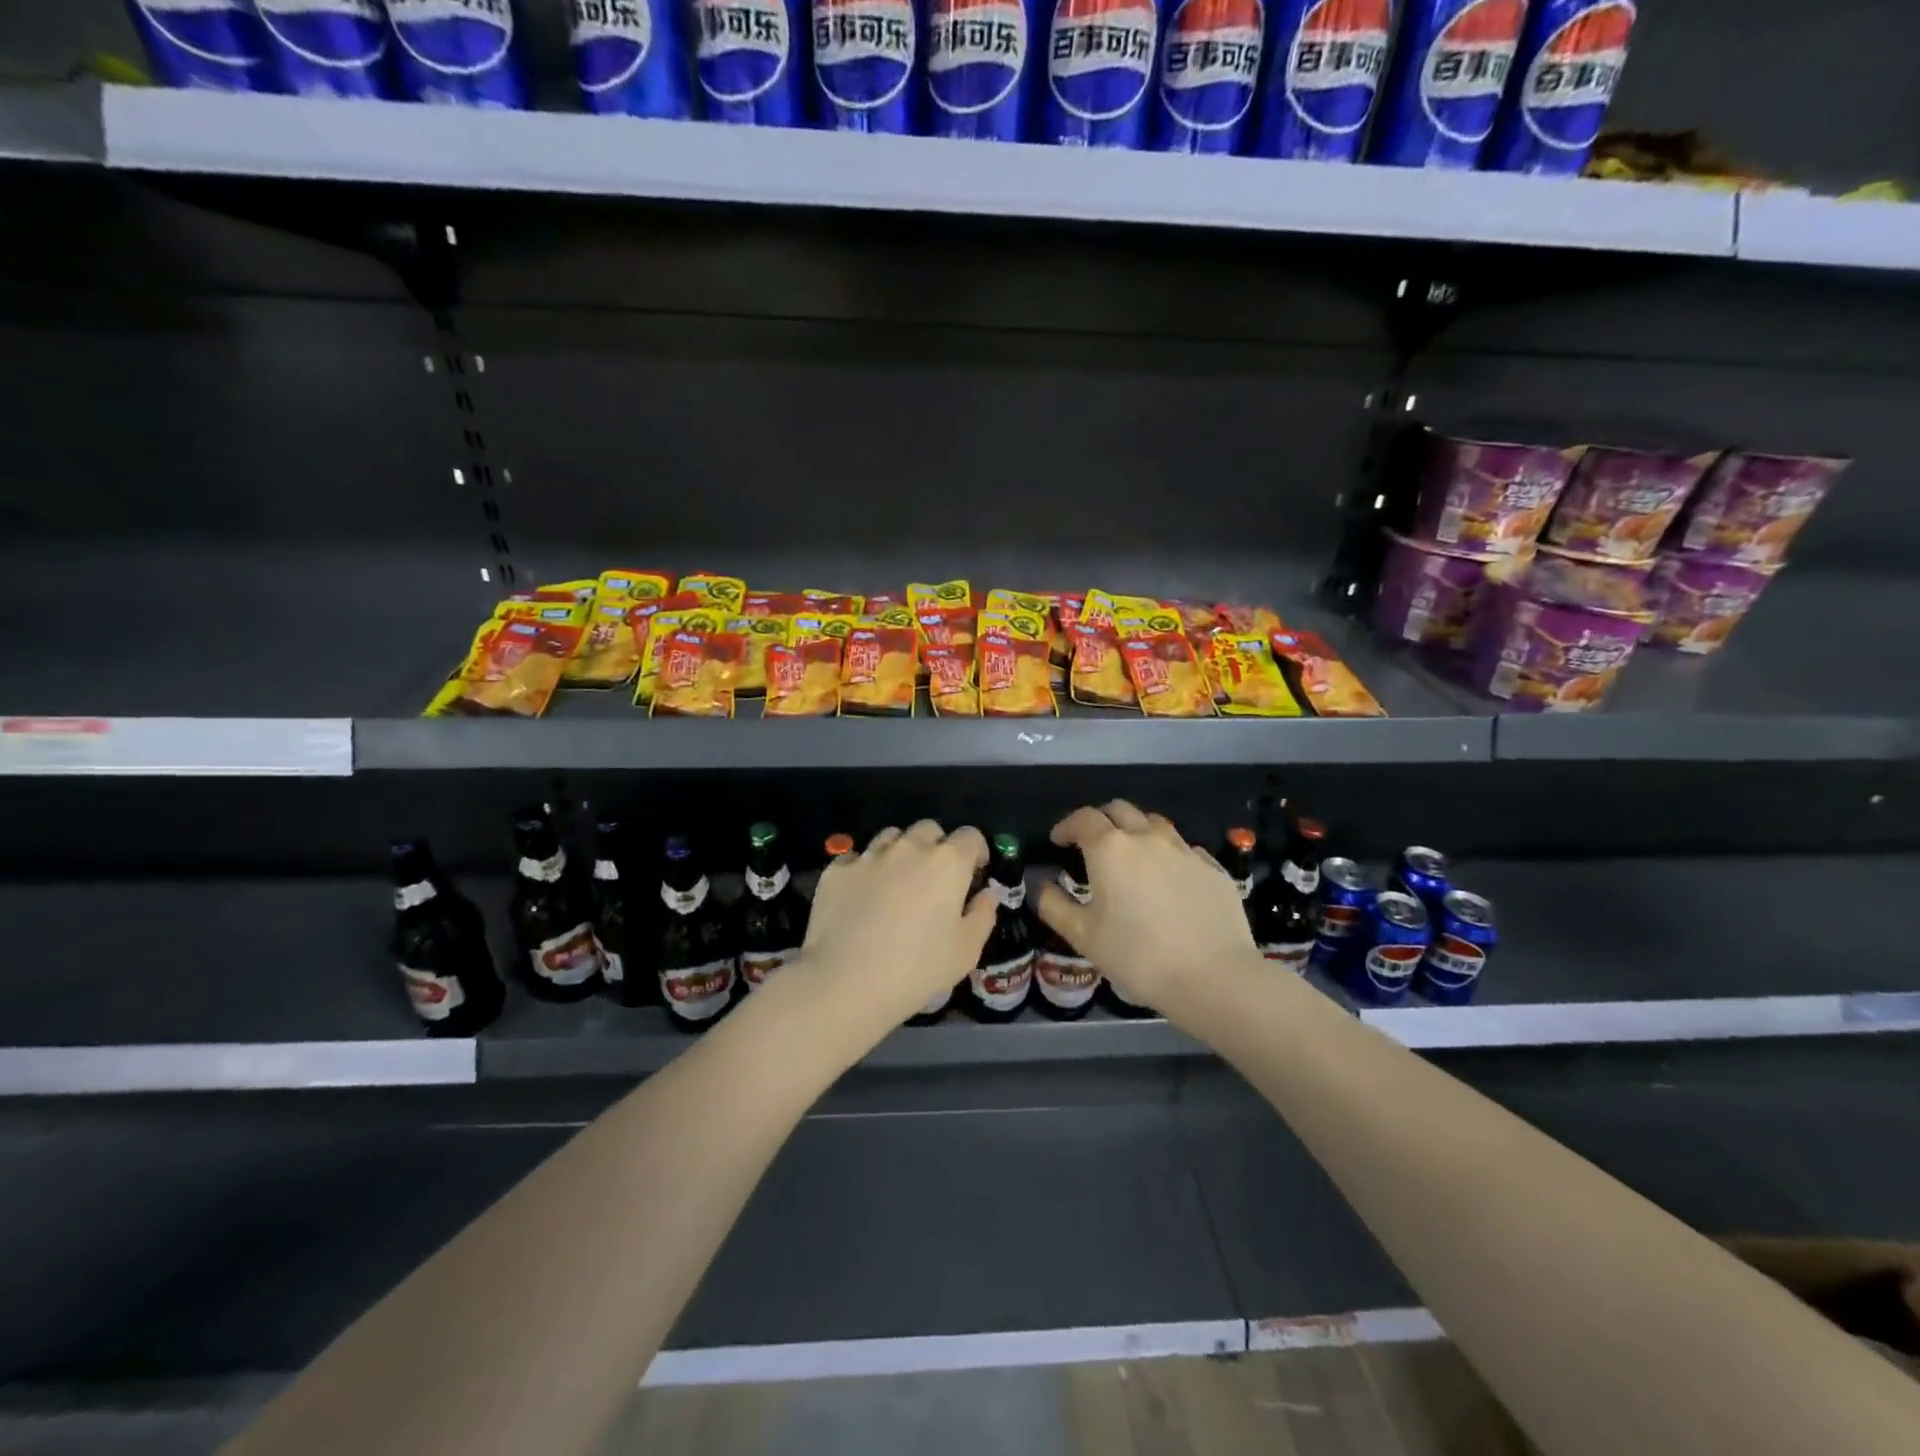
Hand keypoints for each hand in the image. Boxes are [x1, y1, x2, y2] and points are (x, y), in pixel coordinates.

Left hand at [800, 820, 995, 1033]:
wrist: (845, 982)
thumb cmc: (917, 969)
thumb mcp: (966, 951)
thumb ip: (983, 915)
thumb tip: (987, 894)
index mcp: (947, 863)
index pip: (970, 836)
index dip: (976, 851)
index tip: (974, 872)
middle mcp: (909, 848)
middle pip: (929, 830)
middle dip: (936, 846)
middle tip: (934, 878)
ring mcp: (869, 855)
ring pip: (891, 837)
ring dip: (900, 852)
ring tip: (896, 882)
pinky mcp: (837, 870)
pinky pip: (856, 858)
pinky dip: (864, 870)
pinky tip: (860, 897)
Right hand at [1037, 800, 1258, 1018]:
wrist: (1214, 977)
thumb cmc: (1138, 957)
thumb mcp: (1084, 937)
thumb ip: (1055, 907)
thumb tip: (1041, 887)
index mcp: (1110, 849)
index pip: (1083, 819)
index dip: (1066, 826)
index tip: (1058, 841)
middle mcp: (1147, 837)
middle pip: (1119, 809)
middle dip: (1100, 820)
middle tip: (1091, 843)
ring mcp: (1184, 849)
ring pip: (1154, 823)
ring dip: (1135, 830)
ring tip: (1130, 855)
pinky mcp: (1212, 867)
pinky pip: (1183, 847)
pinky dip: (1167, 853)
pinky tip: (1167, 878)